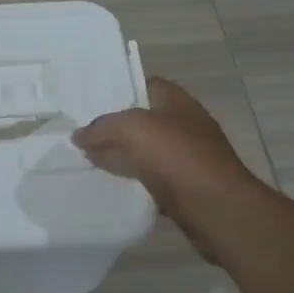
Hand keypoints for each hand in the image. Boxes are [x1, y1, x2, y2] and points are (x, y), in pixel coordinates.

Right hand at [74, 77, 262, 259]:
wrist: (215, 207)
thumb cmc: (176, 155)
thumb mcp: (131, 129)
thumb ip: (101, 127)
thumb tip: (79, 135)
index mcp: (176, 101)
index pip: (146, 85)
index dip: (120, 90)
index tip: (92, 102)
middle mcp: (184, 125)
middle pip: (143, 120)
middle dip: (115, 127)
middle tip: (82, 134)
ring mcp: (186, 157)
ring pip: (145, 151)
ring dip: (122, 156)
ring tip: (87, 159)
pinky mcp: (184, 186)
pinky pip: (151, 178)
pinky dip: (133, 181)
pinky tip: (111, 185)